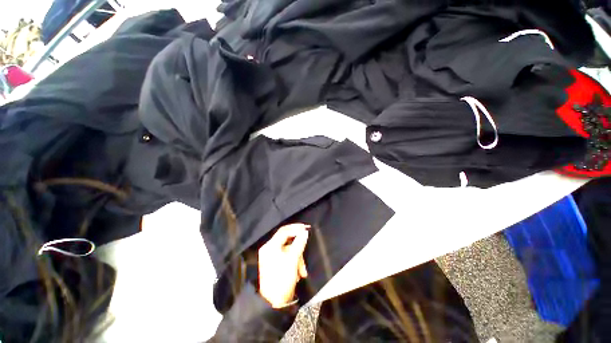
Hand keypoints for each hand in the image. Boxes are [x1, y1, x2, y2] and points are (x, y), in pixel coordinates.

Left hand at [258, 223, 309, 307]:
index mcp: (270, 246)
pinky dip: (295, 263)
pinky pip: (288, 257)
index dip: (296, 228)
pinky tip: (299, 274)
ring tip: (302, 272)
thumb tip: (305, 232)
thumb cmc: (282, 279)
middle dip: (298, 249)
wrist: (274, 303)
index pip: (284, 230)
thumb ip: (299, 243)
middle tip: (306, 251)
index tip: (307, 228)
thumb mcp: (293, 260)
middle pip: (287, 241)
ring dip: (298, 259)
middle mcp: (269, 249)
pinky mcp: (276, 263)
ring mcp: (272, 256)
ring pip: (289, 250)